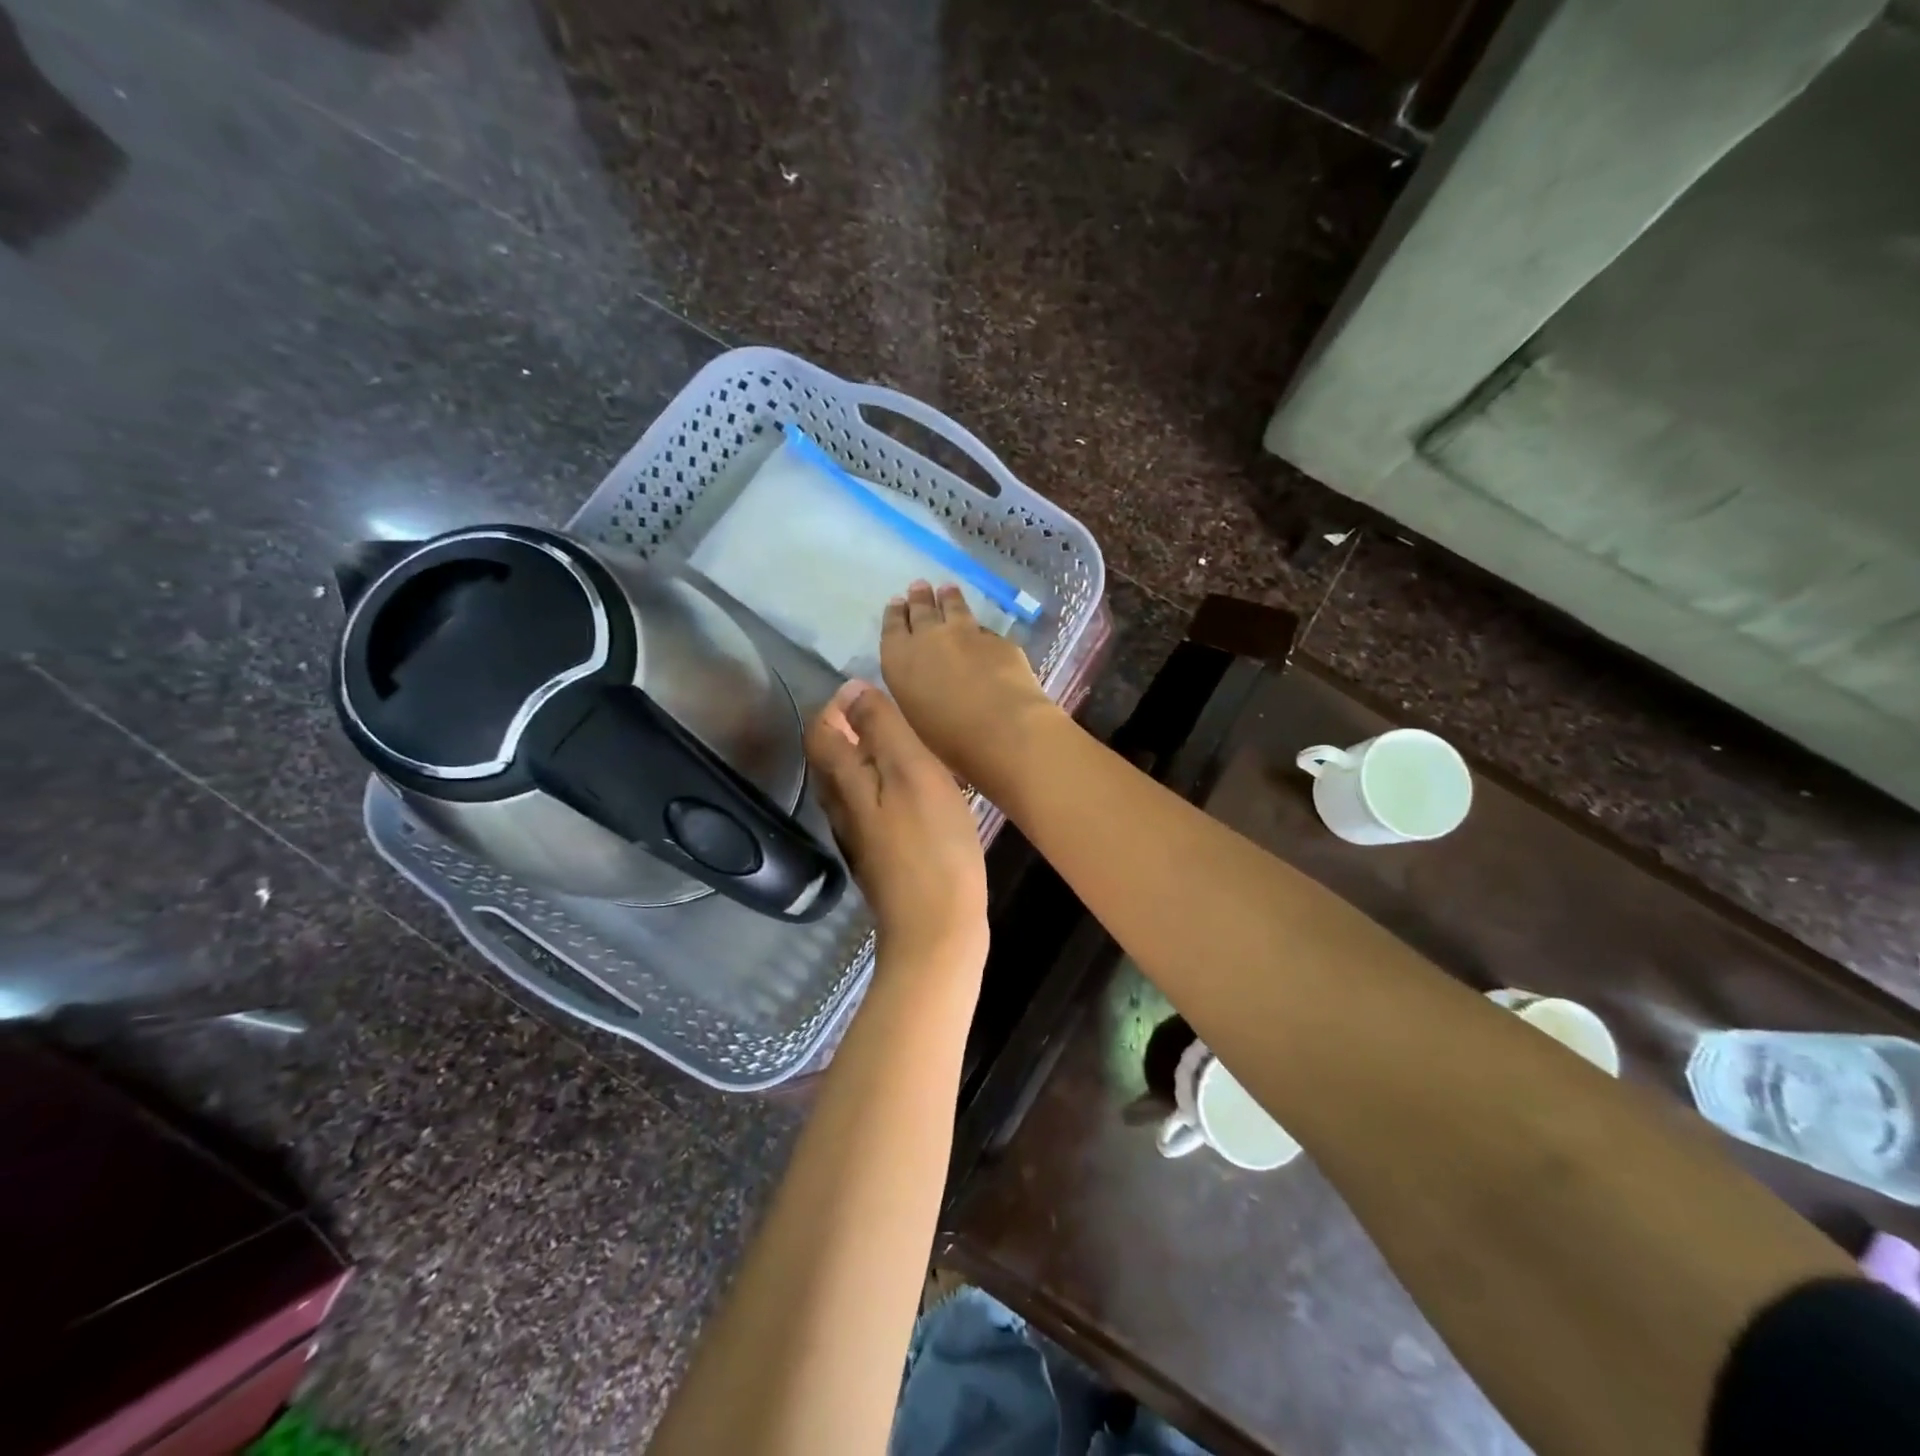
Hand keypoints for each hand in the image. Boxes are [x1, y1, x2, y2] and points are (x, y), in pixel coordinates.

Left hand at [805, 679, 988, 969]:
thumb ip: (881, 728)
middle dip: (849, 729)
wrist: (937, 928)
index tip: (868, 690)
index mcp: (843, 782)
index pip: (819, 730)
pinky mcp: (881, 858)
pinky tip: (916, 792)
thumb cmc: (931, 844)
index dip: (836, 705)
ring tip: (905, 746)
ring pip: (850, 786)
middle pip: (830, 759)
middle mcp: (840, 809)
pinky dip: (884, 787)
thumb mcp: (911, 772)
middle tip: (889, 713)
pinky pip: (872, 808)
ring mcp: (859, 838)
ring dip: (867, 758)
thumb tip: (853, 689)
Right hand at [880, 581, 1058, 786]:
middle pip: (922, 610)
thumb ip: (915, 691)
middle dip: (919, 598)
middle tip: (919, 586)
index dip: (895, 615)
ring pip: (954, 607)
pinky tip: (979, 627)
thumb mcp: (917, 717)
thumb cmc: (951, 739)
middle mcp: (929, 638)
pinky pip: (983, 628)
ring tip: (947, 589)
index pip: (892, 628)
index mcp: (900, 660)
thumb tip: (921, 679)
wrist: (1004, 728)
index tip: (896, 603)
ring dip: (948, 598)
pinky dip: (977, 626)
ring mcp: (966, 633)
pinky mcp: (997, 640)